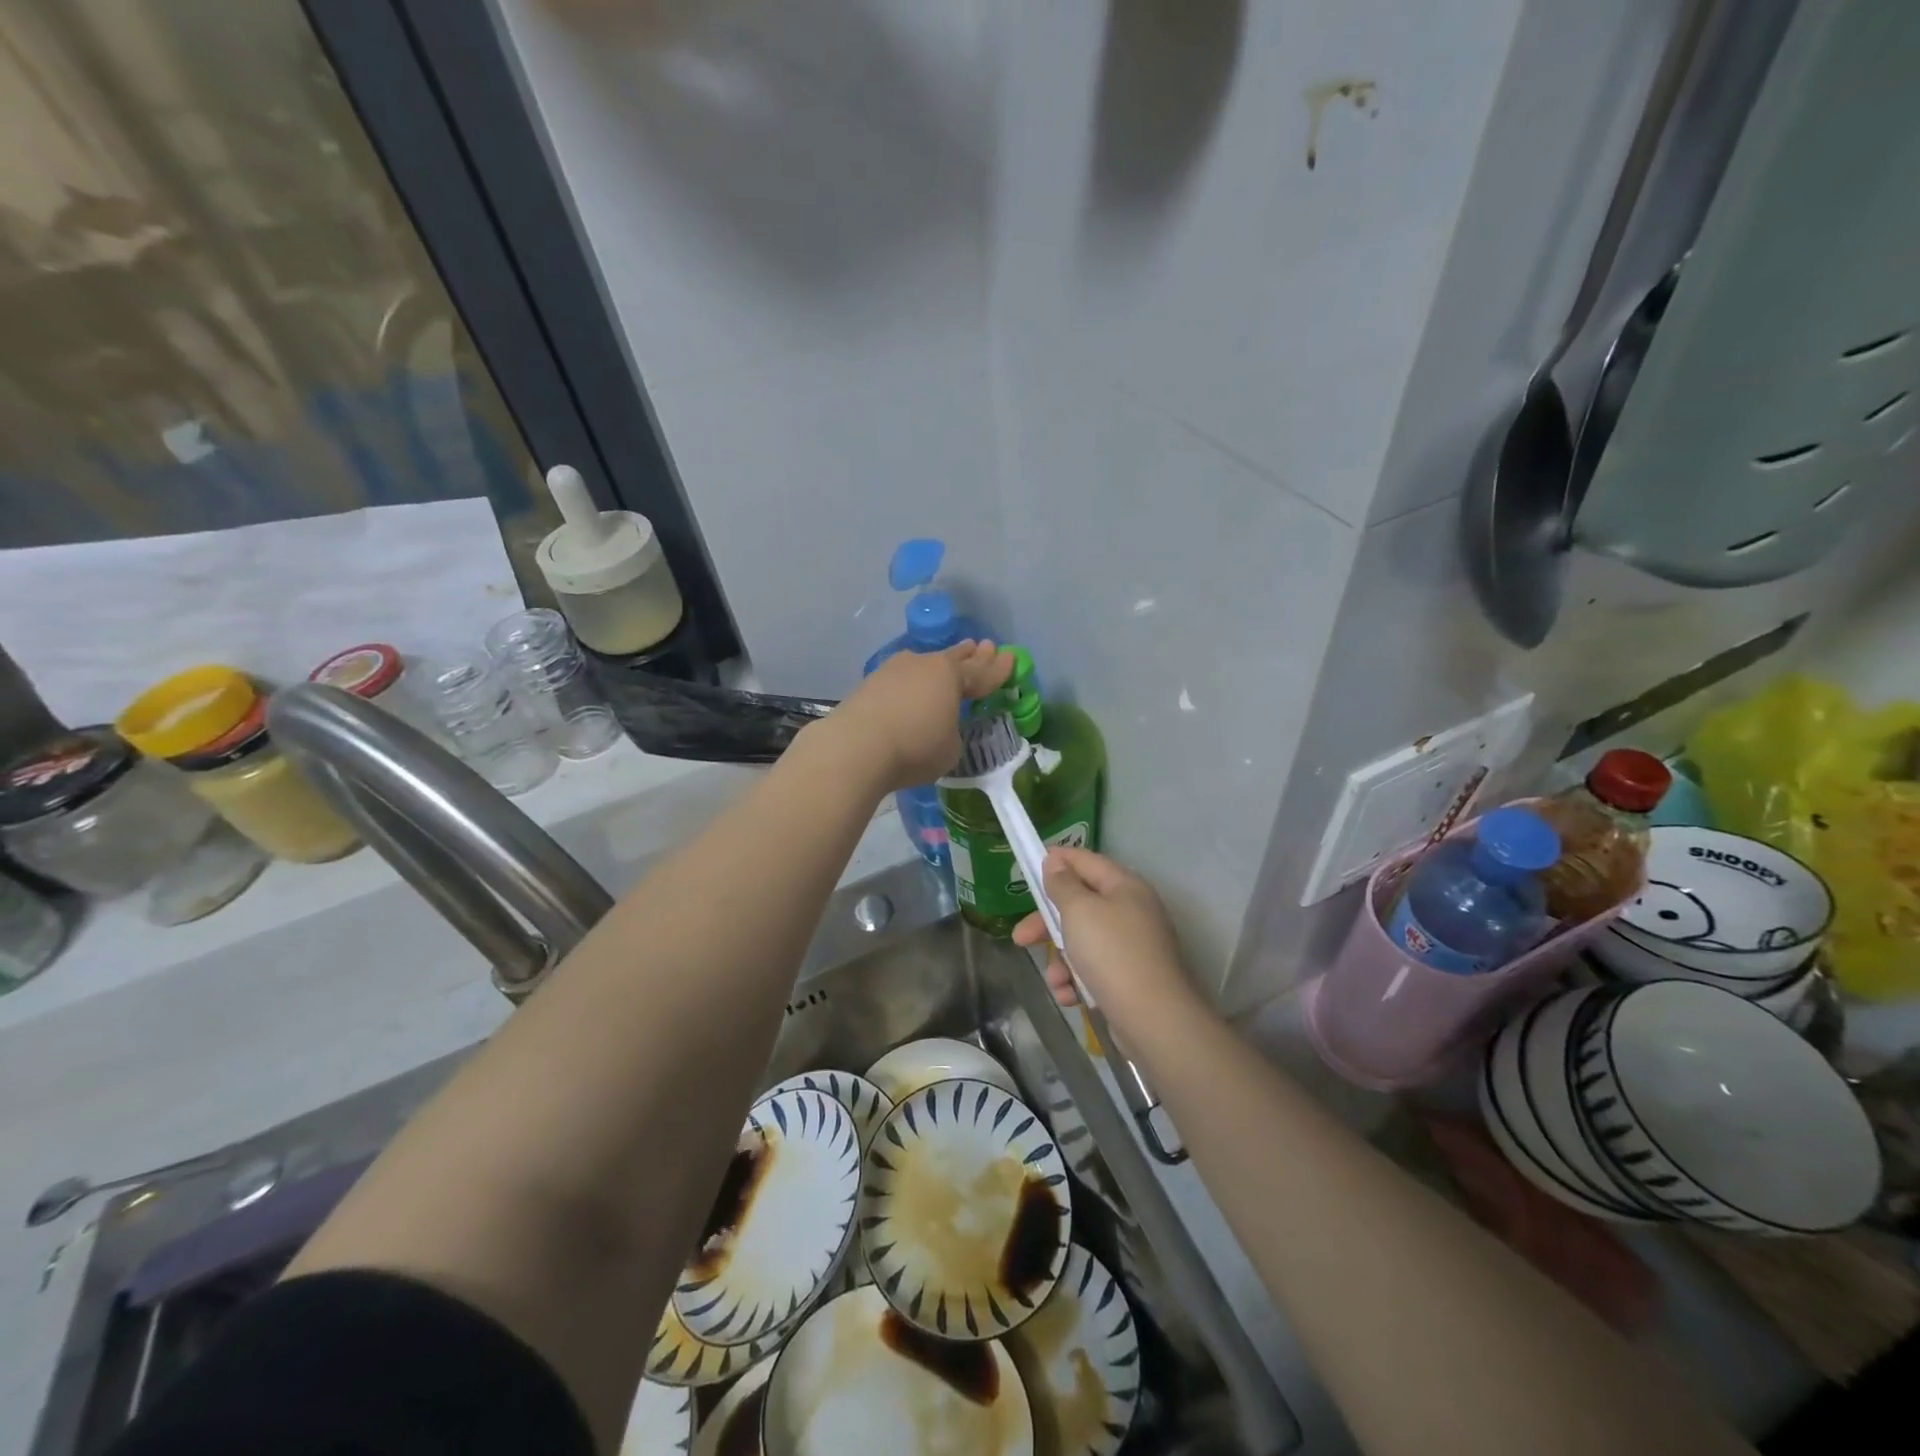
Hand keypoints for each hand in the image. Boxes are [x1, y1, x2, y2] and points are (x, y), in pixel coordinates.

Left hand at [822, 641, 1012, 792]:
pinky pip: (901, 679)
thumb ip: (952, 732)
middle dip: (971, 655)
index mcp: (951, 676)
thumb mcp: (950, 748)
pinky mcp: (869, 684)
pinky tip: (911, 686)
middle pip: (954, 659)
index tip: (1011, 657)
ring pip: (924, 665)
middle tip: (983, 646)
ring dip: (939, 665)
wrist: (855, 746)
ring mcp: (893, 671)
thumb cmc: (915, 747)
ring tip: (948, 660)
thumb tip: (939, 724)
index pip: (983, 673)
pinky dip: (912, 683)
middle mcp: (924, 665)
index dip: (999, 669)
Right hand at [1012, 847, 1196, 1028]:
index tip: (1028, 865)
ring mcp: (1132, 946)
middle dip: (1047, 924)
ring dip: (1061, 960)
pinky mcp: (1130, 977)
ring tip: (1056, 981)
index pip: (1085, 861)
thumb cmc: (1112, 953)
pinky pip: (1095, 969)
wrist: (1153, 1018)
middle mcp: (1131, 910)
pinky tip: (1070, 996)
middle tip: (1020, 938)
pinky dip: (1078, 981)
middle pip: (1079, 905)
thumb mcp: (1079, 911)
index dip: (1057, 860)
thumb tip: (1056, 861)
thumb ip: (1063, 884)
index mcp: (1124, 886)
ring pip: (1083, 941)